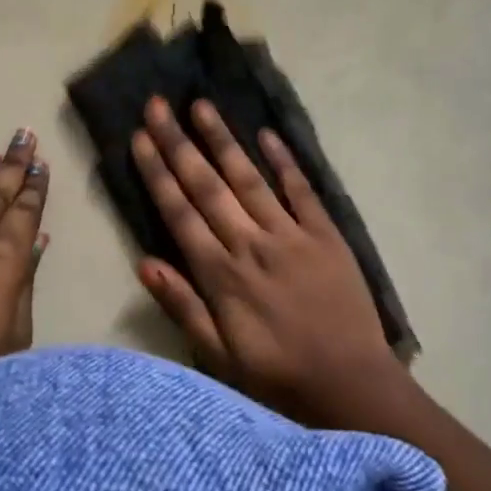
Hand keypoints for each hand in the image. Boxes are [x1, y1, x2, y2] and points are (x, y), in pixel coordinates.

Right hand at [130, 97, 403, 420]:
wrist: (350, 385)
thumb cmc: (277, 376)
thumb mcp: (218, 355)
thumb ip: (182, 306)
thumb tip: (144, 263)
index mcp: (221, 274)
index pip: (180, 212)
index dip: (158, 173)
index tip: (140, 137)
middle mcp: (251, 243)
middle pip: (208, 186)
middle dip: (179, 144)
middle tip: (158, 105)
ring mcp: (291, 235)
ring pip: (249, 178)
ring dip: (223, 141)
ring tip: (202, 106)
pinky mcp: (325, 234)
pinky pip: (302, 190)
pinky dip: (284, 161)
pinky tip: (267, 134)